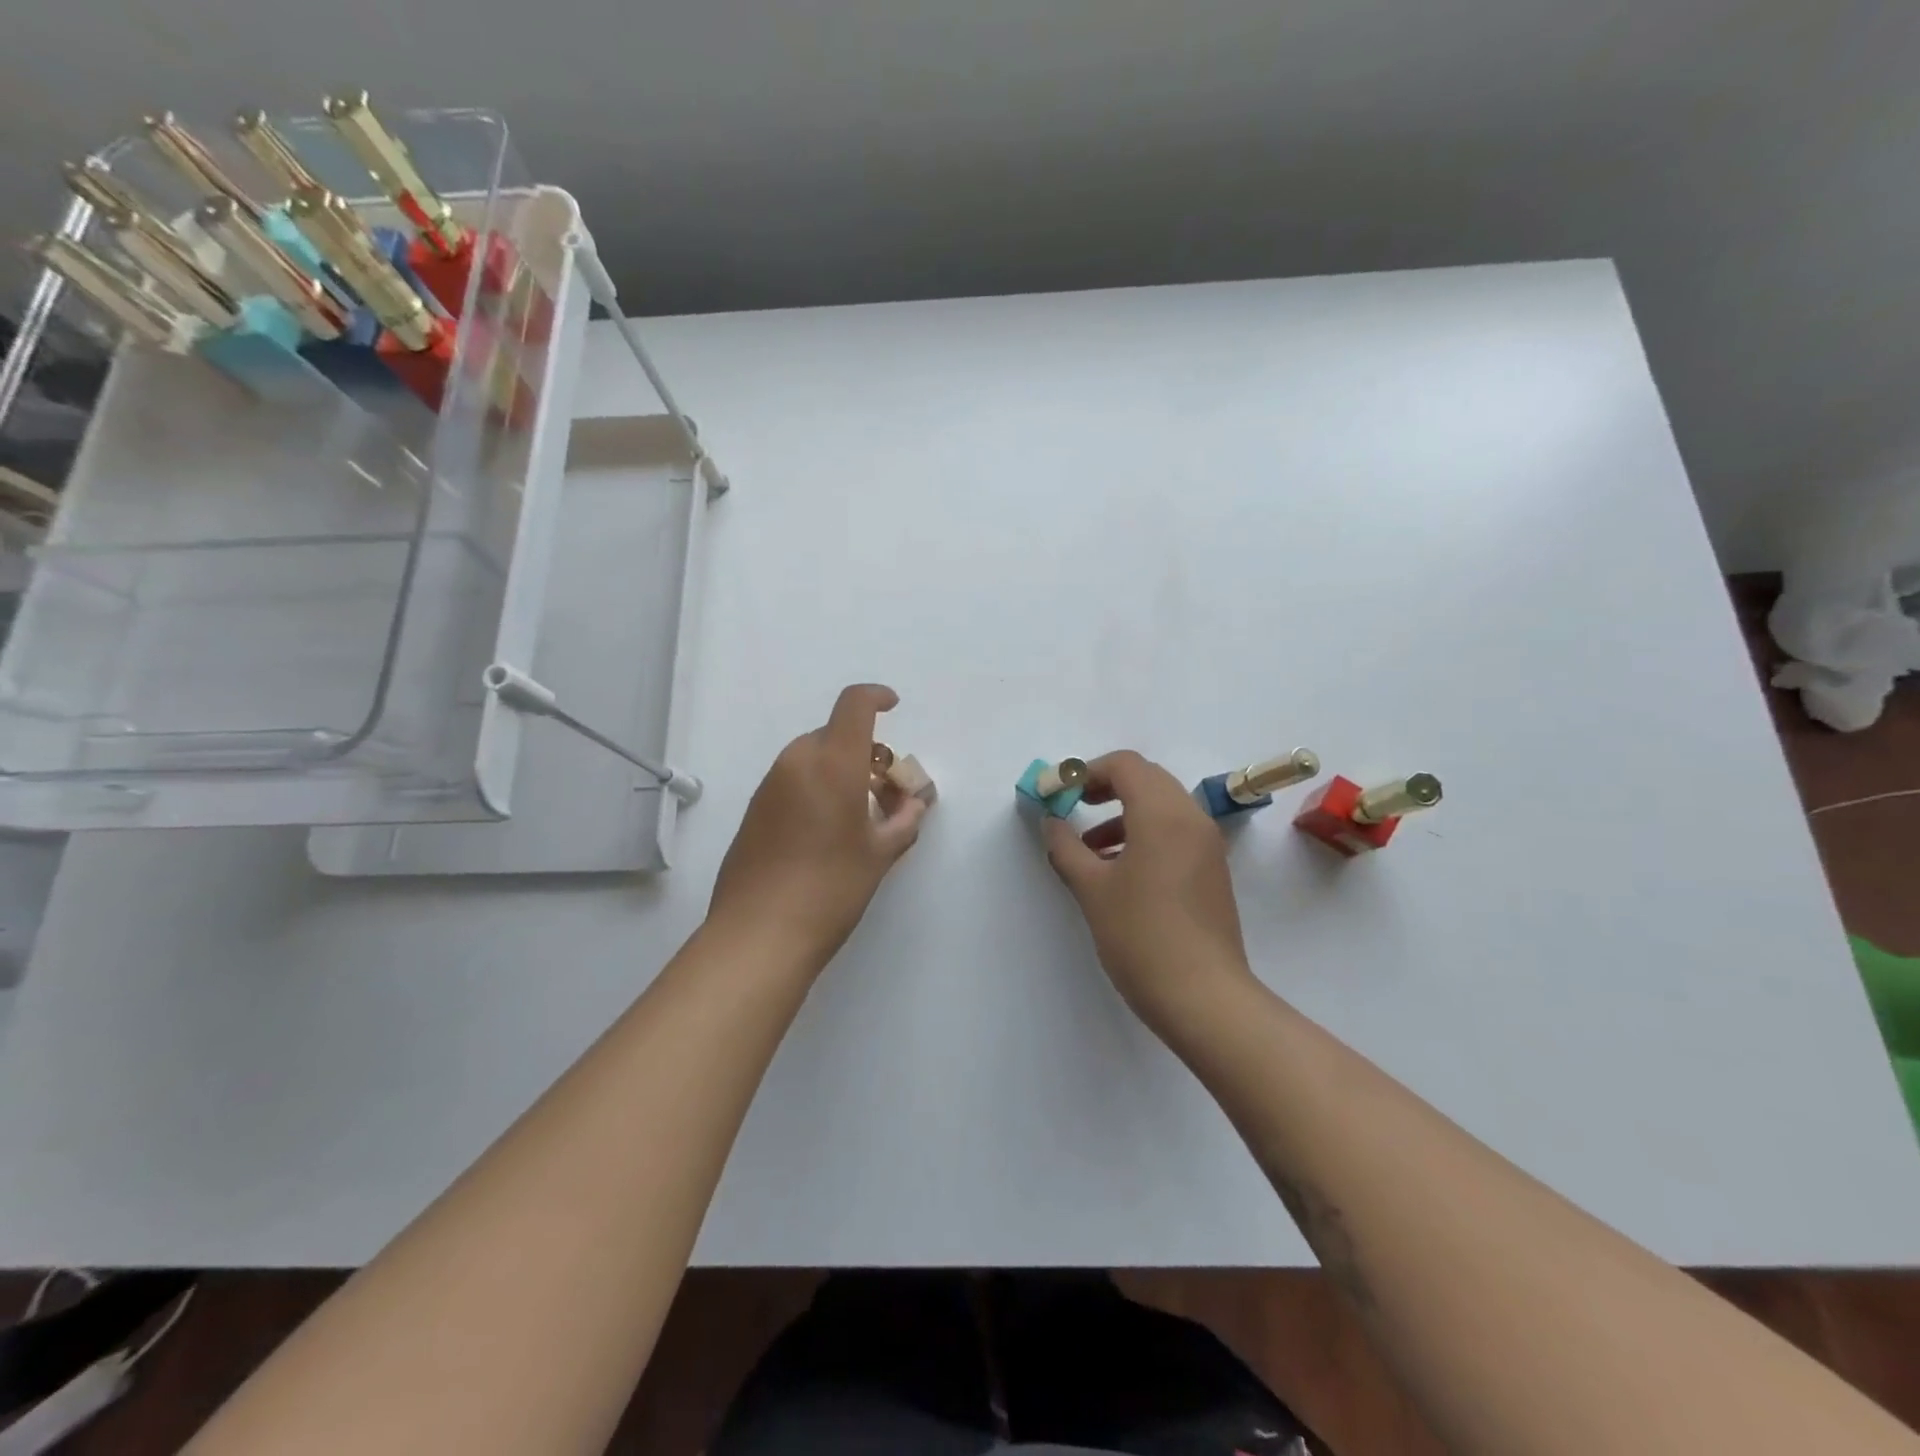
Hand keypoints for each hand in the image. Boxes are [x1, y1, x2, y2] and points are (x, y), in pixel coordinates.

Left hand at [709, 684, 928, 968]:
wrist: (759, 934)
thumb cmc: (832, 888)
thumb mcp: (880, 854)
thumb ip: (904, 819)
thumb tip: (913, 803)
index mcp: (832, 762)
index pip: (854, 705)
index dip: (876, 696)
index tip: (893, 706)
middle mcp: (797, 763)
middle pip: (834, 734)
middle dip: (865, 750)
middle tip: (885, 789)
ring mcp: (770, 786)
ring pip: (812, 758)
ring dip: (840, 770)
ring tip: (860, 815)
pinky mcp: (754, 810)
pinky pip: (793, 781)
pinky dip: (816, 788)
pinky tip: (827, 832)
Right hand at [1043, 751, 1256, 1031]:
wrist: (1204, 998)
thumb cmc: (1142, 937)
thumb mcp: (1092, 890)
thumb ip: (1066, 848)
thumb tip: (1051, 823)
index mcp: (1163, 814)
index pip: (1126, 765)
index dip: (1087, 771)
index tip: (1060, 794)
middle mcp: (1192, 819)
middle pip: (1147, 779)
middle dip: (1105, 787)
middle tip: (1073, 808)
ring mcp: (1207, 845)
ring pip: (1162, 806)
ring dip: (1124, 813)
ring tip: (1088, 848)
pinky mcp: (1212, 871)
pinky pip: (1175, 832)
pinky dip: (1144, 834)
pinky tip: (1117, 869)